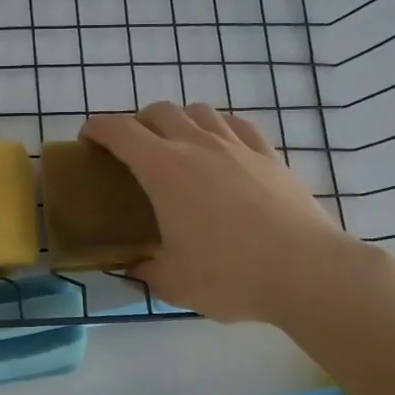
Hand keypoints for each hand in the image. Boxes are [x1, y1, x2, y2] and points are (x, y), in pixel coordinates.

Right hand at [80, 101, 375, 324]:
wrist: (307, 272)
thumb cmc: (230, 274)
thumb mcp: (174, 283)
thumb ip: (145, 270)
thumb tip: (132, 267)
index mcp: (163, 169)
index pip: (120, 131)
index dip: (98, 127)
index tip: (88, 136)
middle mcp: (197, 145)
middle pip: (159, 111)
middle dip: (138, 122)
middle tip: (133, 149)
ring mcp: (237, 146)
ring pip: (199, 111)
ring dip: (179, 120)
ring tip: (178, 145)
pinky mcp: (269, 156)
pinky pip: (237, 125)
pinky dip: (219, 128)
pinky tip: (222, 147)